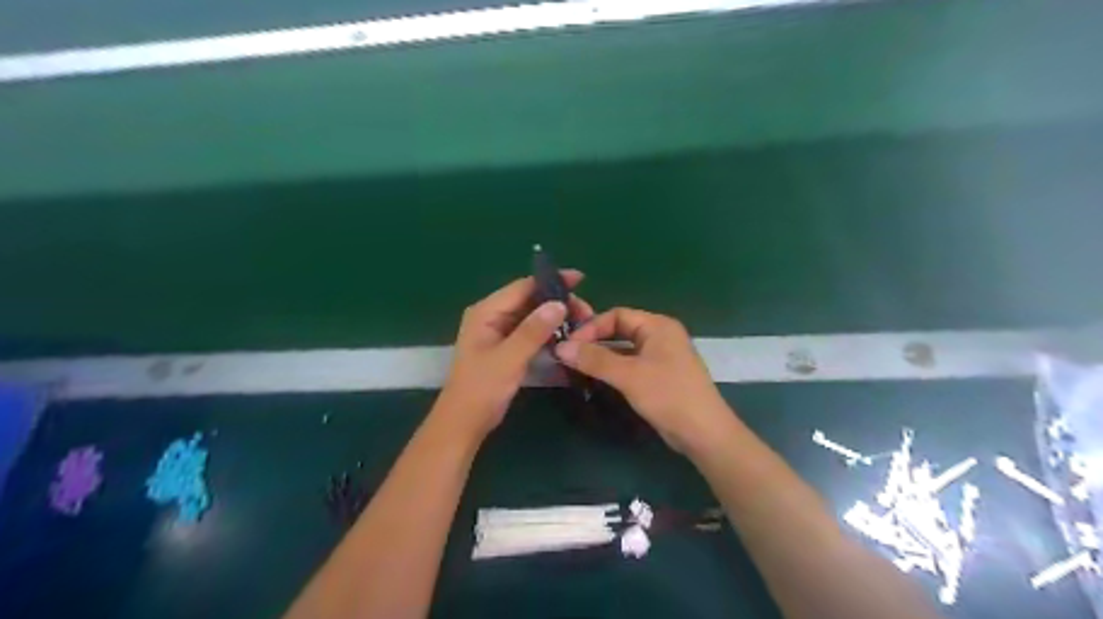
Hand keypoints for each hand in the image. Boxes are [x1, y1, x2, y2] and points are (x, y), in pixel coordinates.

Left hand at [440, 272, 595, 438]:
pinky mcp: (506, 347)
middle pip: (530, 299)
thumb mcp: (509, 358)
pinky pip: (530, 332)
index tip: (580, 280)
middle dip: (558, 302)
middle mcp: (492, 316)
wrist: (465, 422)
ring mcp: (499, 332)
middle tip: (586, 313)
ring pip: (532, 316)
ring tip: (582, 324)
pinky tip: (566, 337)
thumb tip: (559, 304)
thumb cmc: (482, 388)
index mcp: (486, 311)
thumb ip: (532, 331)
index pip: (523, 287)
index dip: (552, 281)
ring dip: (555, 318)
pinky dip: (548, 332)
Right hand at [556, 308, 734, 453]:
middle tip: (569, 355)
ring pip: (624, 349)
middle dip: (595, 340)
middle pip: (620, 329)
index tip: (568, 345)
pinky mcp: (660, 376)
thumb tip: (560, 348)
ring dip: (602, 356)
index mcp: (658, 325)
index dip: (591, 327)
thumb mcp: (629, 375)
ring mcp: (661, 356)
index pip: (617, 315)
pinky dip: (613, 368)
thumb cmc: (668, 395)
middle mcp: (660, 335)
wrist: (703, 433)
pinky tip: (596, 378)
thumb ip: (595, 359)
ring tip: (576, 366)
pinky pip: (631, 364)